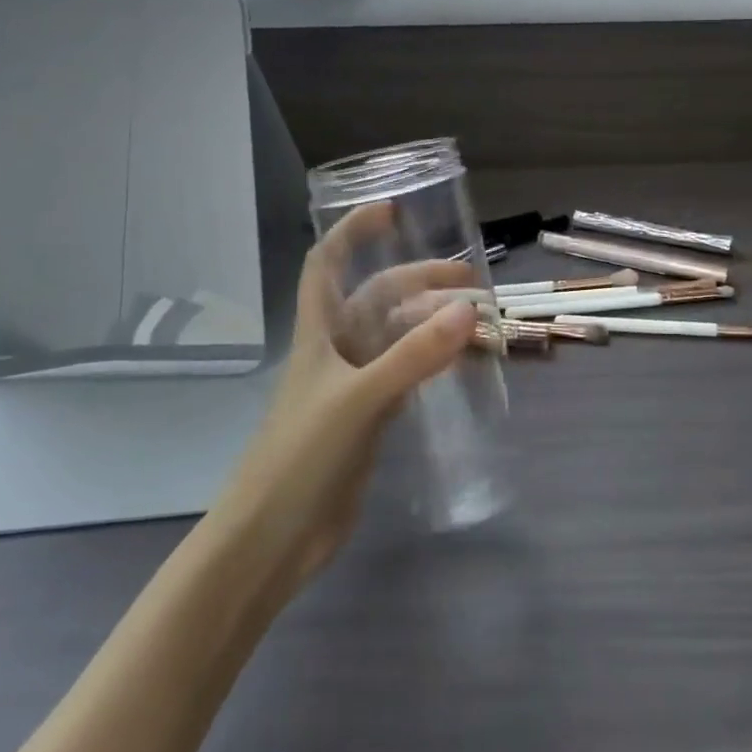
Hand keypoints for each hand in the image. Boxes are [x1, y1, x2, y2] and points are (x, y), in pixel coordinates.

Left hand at [210, 203, 480, 591]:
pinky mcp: (368, 420)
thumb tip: (467, 309)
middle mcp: (336, 351)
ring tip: (478, 320)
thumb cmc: (301, 457)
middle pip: (377, 298)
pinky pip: (407, 375)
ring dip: (432, 323)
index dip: (351, 232)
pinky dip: (433, 362)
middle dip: (419, 281)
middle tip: (471, 281)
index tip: (392, 211)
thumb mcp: (358, 399)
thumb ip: (413, 355)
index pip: (326, 264)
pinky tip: (462, 363)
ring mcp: (353, 386)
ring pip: (397, 337)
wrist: (272, 540)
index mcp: (318, 334)